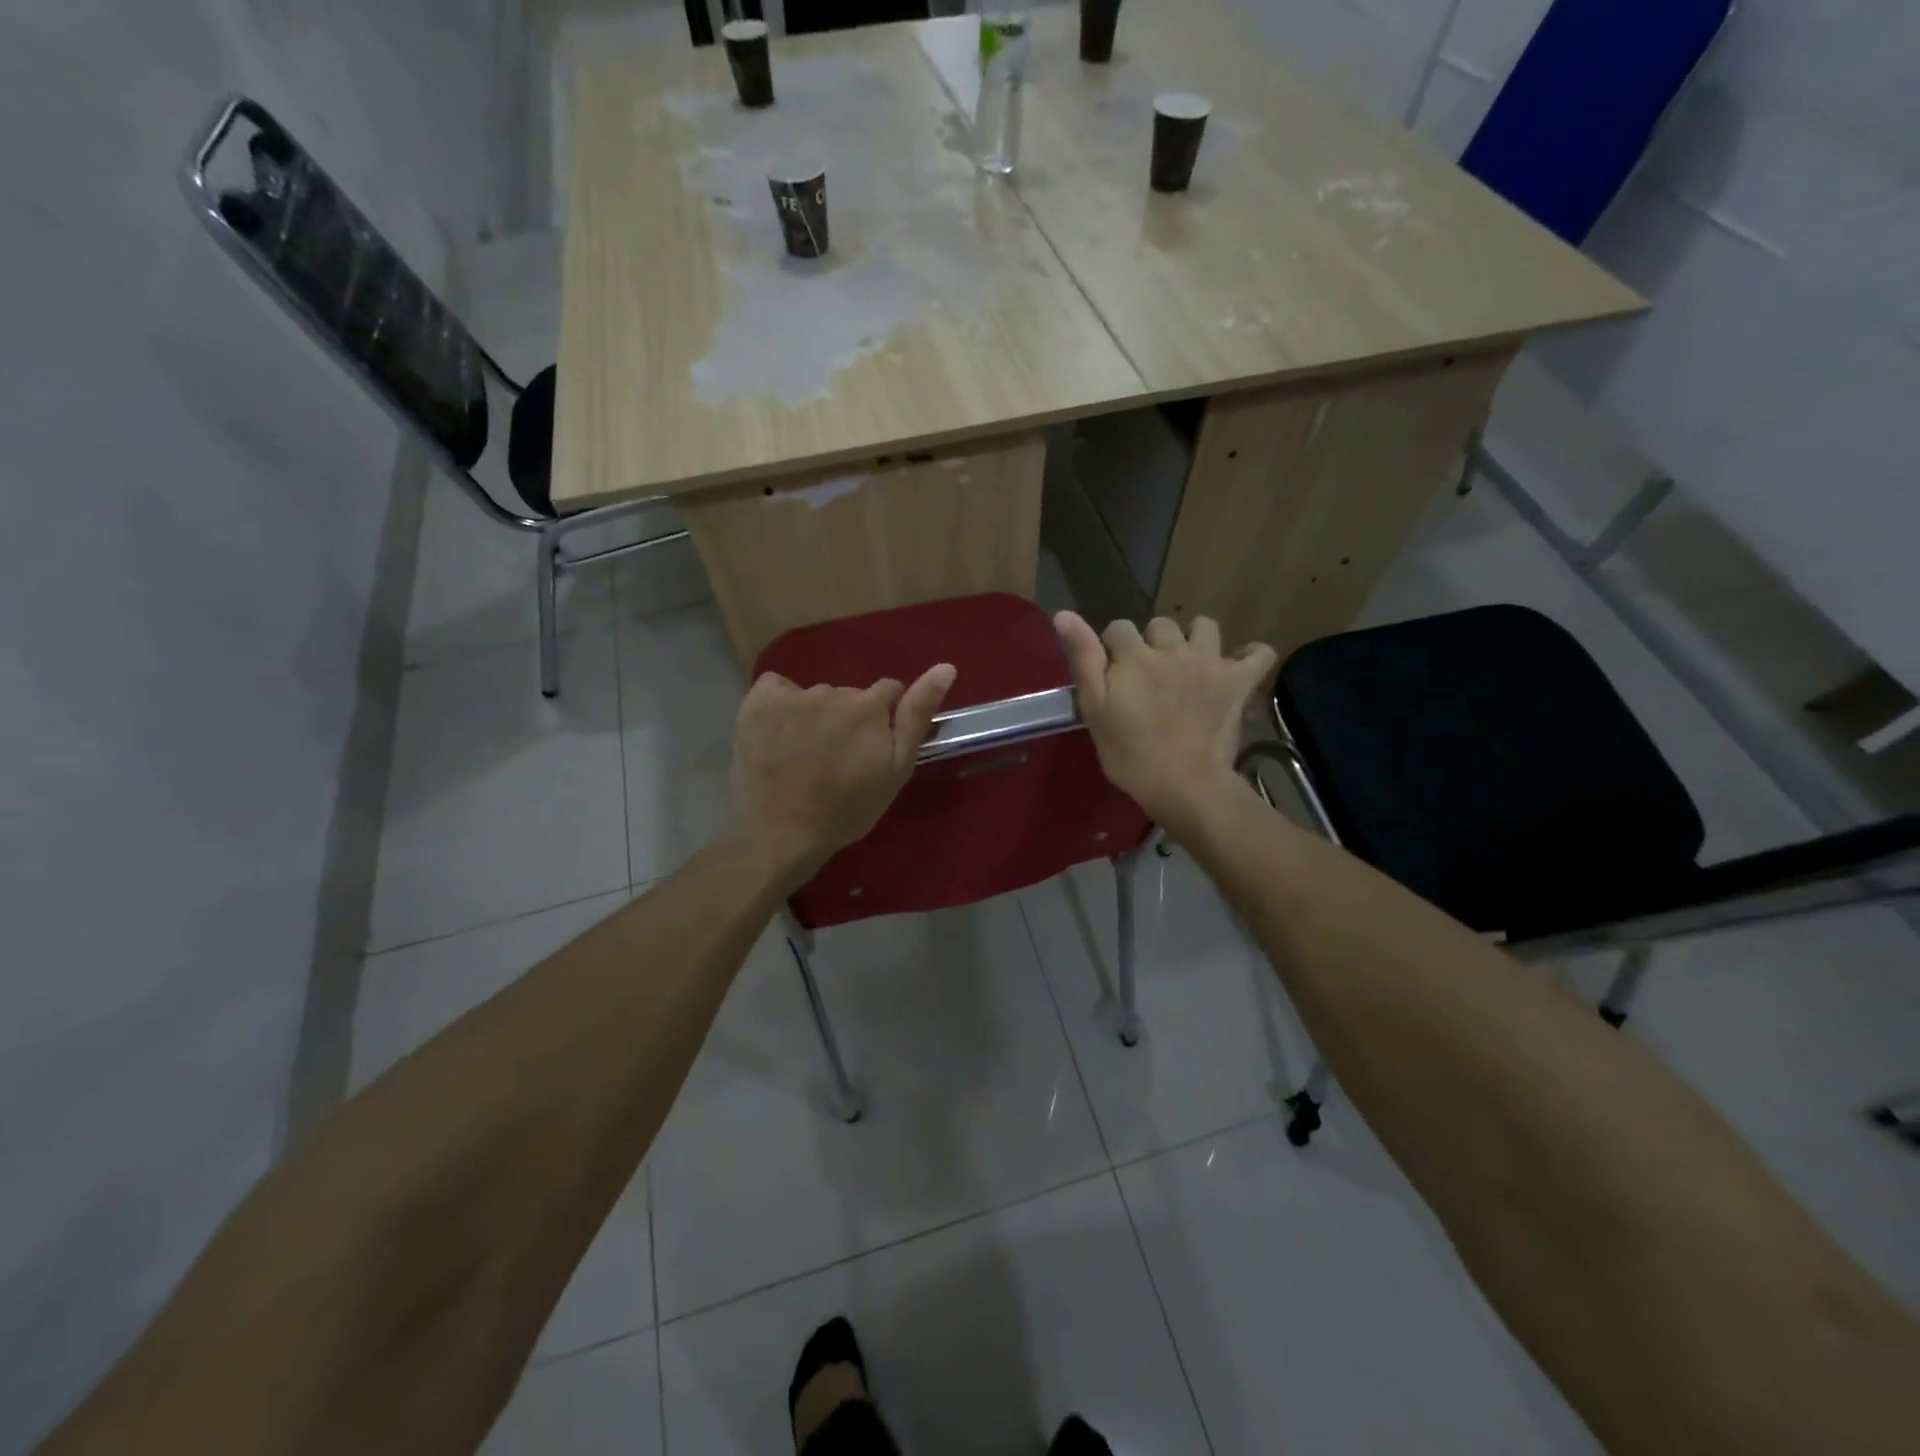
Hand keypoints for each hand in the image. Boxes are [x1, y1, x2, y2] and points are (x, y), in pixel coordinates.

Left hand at [732, 662, 957, 881]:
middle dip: (849, 718)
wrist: (784, 833)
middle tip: (838, 758)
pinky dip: (779, 704)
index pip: (888, 691)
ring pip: (814, 696)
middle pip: (849, 695)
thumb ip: (918, 714)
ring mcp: (791, 696)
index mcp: (868, 706)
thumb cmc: (849, 808)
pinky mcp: (757, 703)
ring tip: (805, 754)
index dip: (883, 718)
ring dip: (815, 715)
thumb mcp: (896, 768)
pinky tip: (778, 732)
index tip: (872, 747)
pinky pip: (775, 688)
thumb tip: (946, 667)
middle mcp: (831, 692)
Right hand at [1055, 612, 1275, 832]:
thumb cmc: (1130, 753)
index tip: (1113, 674)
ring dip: (1195, 639)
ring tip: (1189, 663)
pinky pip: (1258, 653)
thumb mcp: (1094, 708)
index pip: (1118, 628)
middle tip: (1150, 676)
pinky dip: (1251, 654)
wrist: (1184, 785)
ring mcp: (1210, 662)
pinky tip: (1238, 664)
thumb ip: (1083, 658)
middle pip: (1161, 625)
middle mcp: (1174, 649)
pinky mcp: (1238, 682)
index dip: (1113, 648)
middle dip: (1152, 642)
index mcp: (1135, 655)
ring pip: (1205, 627)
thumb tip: (1063, 613)